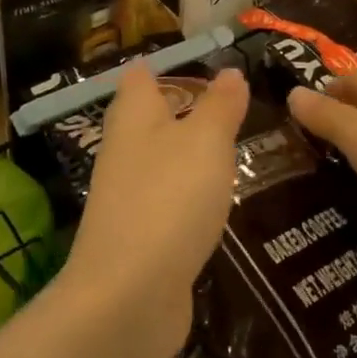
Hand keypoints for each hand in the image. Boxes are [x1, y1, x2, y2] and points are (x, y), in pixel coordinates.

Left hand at [64, 62, 248, 357]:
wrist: (128, 298)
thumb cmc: (169, 199)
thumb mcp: (206, 141)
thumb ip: (220, 106)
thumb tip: (230, 71)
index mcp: (134, 118)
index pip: (140, 77)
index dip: (163, 65)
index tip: (197, 59)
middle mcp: (124, 152)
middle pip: (148, 119)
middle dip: (182, 109)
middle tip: (229, 102)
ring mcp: (129, 199)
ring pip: (161, 162)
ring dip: (189, 154)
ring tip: (232, 146)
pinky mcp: (141, 239)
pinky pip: (169, 203)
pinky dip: (190, 196)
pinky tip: (216, 202)